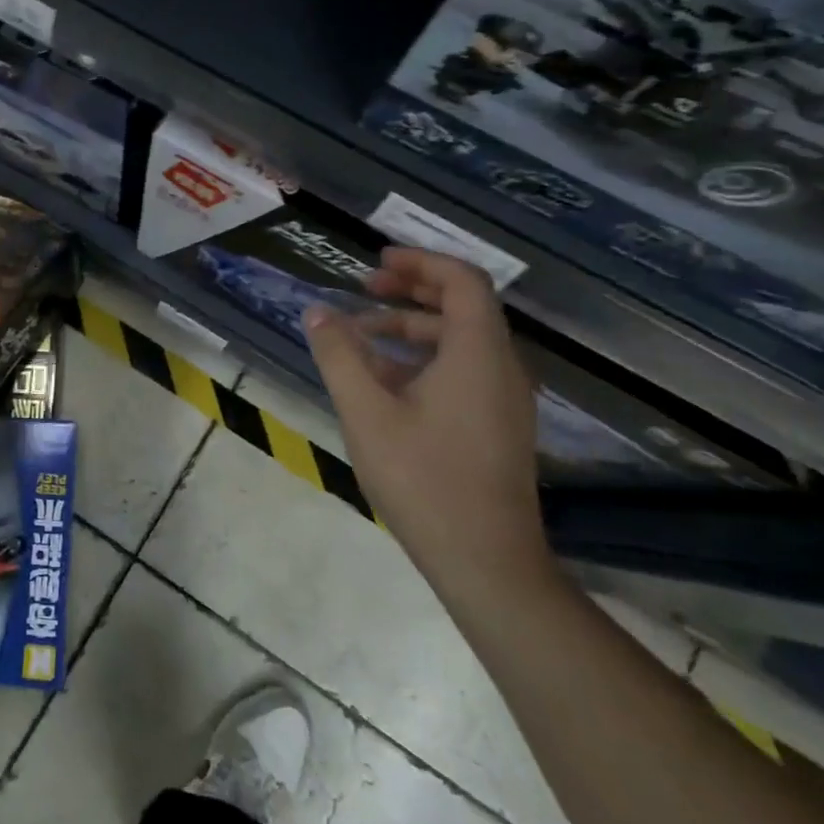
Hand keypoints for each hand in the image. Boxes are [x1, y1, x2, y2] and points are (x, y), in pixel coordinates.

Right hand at [302, 247, 553, 599]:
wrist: (485, 561)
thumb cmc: (423, 478)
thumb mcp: (366, 411)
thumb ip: (339, 355)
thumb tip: (317, 312)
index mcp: (478, 353)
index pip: (462, 280)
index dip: (420, 262)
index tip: (376, 262)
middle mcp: (503, 366)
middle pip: (463, 305)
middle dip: (411, 289)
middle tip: (363, 289)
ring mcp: (505, 398)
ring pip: (461, 340)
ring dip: (412, 326)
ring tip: (361, 336)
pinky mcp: (498, 424)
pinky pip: (464, 369)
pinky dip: (424, 358)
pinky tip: (383, 380)